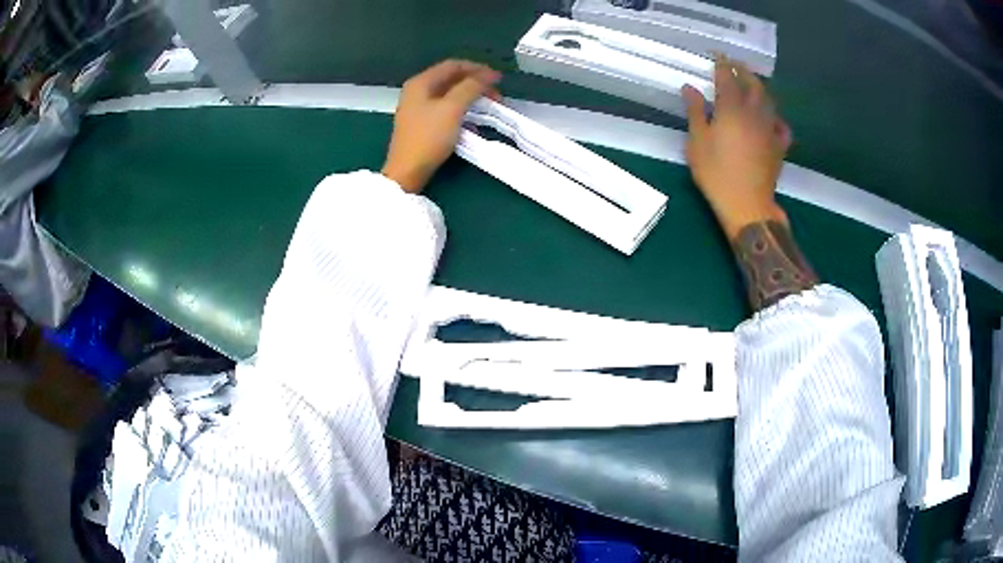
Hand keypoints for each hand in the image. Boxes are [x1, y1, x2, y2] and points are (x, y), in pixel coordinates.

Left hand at [382, 59, 500, 193]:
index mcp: (420, 83)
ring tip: (489, 106)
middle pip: (451, 79)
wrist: (407, 171)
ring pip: (449, 94)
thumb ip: (470, 87)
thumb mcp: (452, 108)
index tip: (498, 79)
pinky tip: (473, 119)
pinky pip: (445, 108)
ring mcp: (418, 108)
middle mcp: (417, 91)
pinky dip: (462, 109)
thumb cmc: (428, 137)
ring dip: (471, 97)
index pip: (453, 65)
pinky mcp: (422, 124)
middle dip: (476, 84)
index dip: (477, 69)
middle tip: (496, 95)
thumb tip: (487, 75)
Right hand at [682, 57, 792, 239]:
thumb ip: (695, 112)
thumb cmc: (716, 174)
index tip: (717, 54)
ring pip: (769, 101)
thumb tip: (690, 88)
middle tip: (736, 64)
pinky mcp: (779, 147)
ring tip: (752, 84)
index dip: (722, 63)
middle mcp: (754, 113)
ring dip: (760, 88)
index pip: (727, 78)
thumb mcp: (697, 142)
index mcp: (731, 109)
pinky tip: (772, 118)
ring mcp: (769, 129)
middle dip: (744, 71)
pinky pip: (782, 126)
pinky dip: (776, 117)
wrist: (747, 204)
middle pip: (753, 84)